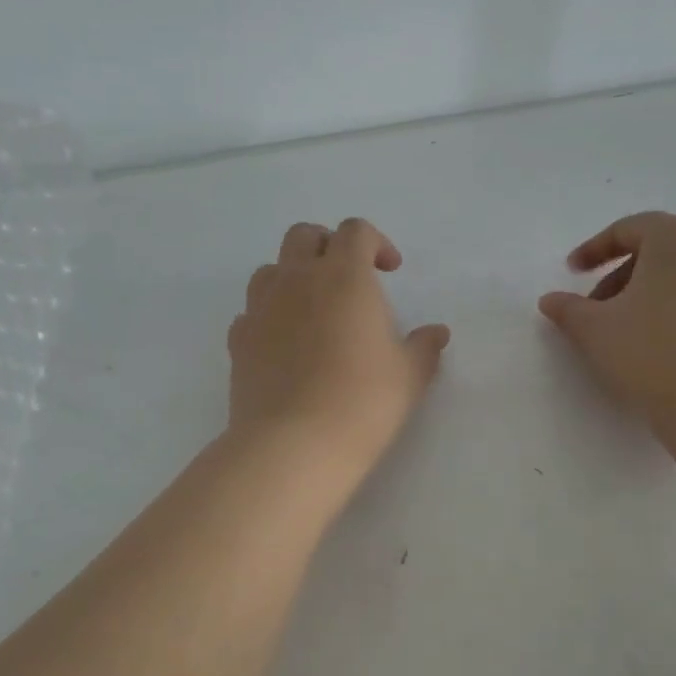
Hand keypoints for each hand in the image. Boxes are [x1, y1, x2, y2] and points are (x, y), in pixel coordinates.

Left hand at [227, 218, 449, 485]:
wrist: (294, 443)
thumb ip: (424, 347)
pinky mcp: (238, 340)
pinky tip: (282, 344)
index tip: (389, 271)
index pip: (355, 232)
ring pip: (270, 270)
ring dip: (291, 276)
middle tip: (346, 277)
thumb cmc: (363, 402)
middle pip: (304, 236)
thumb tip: (437, 332)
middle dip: (327, 245)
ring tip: (311, 308)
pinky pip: (250, 312)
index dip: (375, 242)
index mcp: (344, 276)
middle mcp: (297, 280)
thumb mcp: (409, 376)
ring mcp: (261, 308)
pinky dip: (267, 316)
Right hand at [538, 212, 675, 432]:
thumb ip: (568, 309)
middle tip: (599, 310)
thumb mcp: (595, 330)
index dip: (594, 249)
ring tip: (634, 333)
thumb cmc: (653, 353)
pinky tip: (672, 349)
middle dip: (624, 276)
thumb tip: (550, 300)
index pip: (630, 229)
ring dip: (657, 295)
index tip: (572, 273)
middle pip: (663, 250)